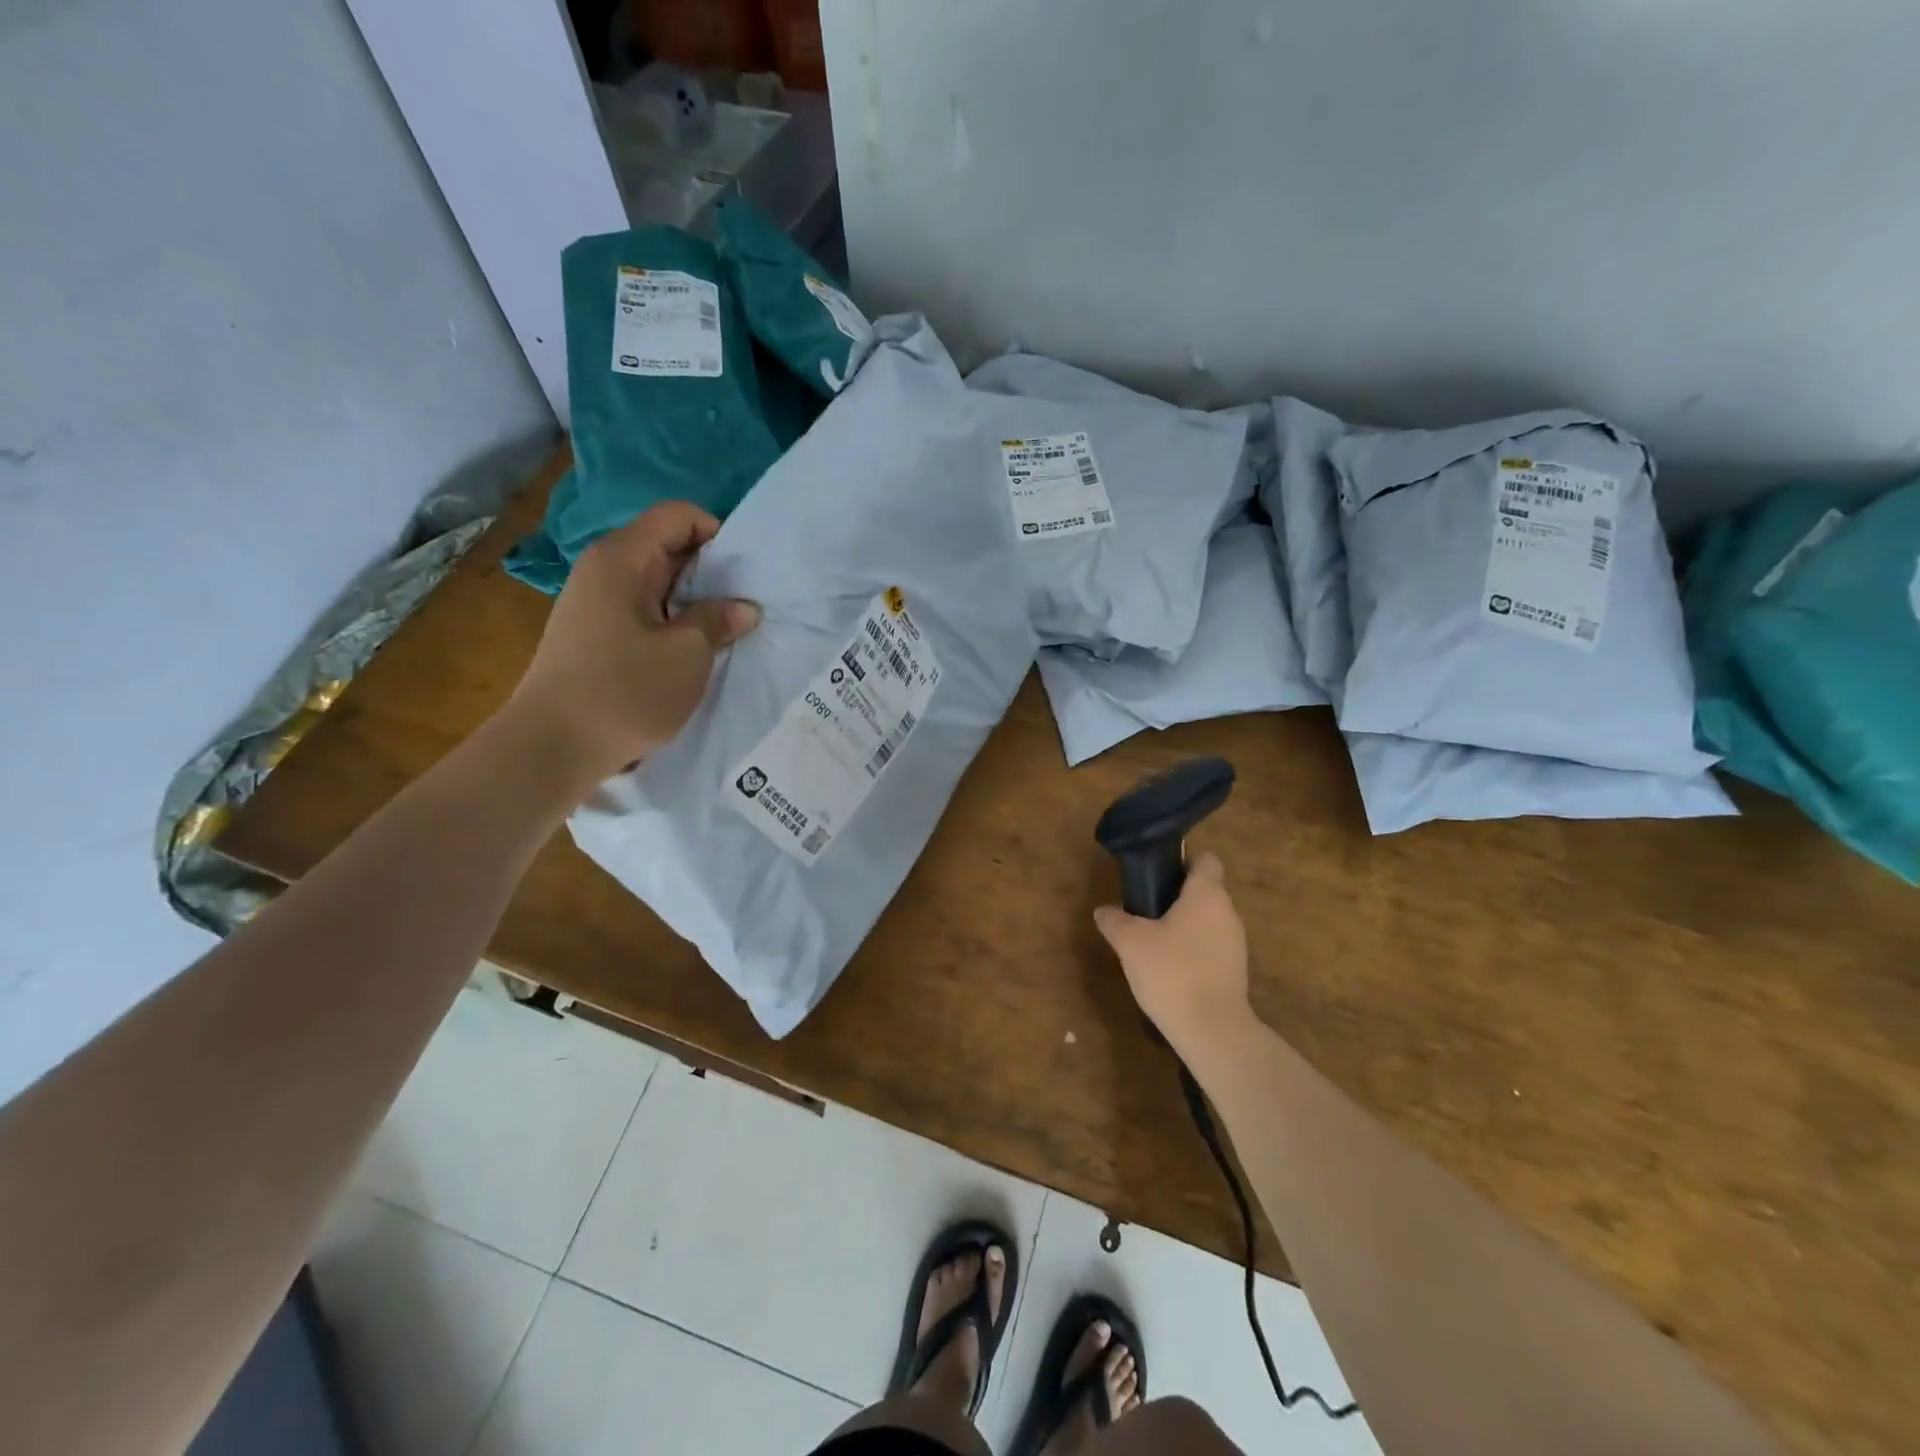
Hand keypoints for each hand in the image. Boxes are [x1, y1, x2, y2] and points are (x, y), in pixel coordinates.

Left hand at [503, 502, 758, 785]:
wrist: (552, 747)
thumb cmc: (625, 692)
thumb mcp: (687, 654)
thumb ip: (718, 620)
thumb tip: (744, 607)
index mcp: (622, 558)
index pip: (678, 516)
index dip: (718, 533)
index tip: (745, 574)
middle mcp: (605, 569)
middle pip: (669, 546)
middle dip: (712, 571)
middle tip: (746, 605)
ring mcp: (597, 602)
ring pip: (659, 583)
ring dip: (696, 602)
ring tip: (727, 631)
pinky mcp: (597, 634)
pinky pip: (646, 611)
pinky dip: (675, 623)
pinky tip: (695, 652)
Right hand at [1093, 852, 1256, 1062]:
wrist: (1211, 1029)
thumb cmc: (1171, 972)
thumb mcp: (1130, 943)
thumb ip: (1114, 921)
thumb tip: (1103, 911)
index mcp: (1206, 894)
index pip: (1205, 860)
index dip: (1183, 860)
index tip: (1158, 873)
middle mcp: (1227, 912)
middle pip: (1205, 890)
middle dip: (1177, 896)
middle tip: (1145, 909)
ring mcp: (1235, 942)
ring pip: (1208, 920)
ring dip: (1185, 924)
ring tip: (1153, 941)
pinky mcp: (1235, 969)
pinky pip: (1212, 946)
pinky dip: (1193, 949)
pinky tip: (1170, 968)